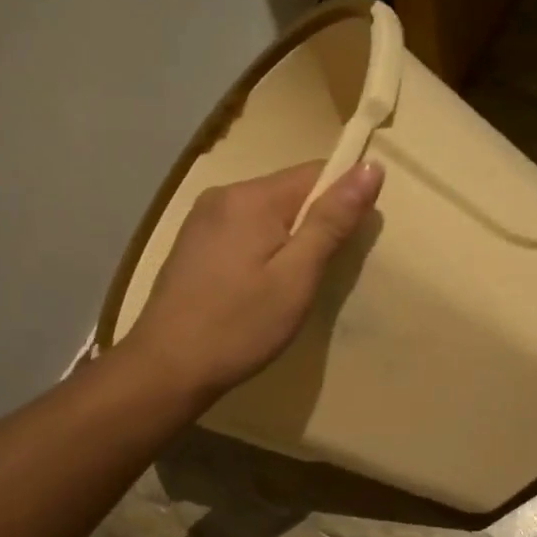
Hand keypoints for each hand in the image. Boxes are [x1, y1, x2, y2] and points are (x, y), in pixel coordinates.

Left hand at [123, 160, 383, 403]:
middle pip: (290, 192)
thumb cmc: (239, 326)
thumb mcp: (297, 276)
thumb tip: (371, 167)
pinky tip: (257, 287)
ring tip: (289, 286)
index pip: (317, 173)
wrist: (166, 369)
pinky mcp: (192, 243)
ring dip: (288, 240)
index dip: (343, 202)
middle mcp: (223, 195)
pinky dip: (262, 250)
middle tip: (318, 275)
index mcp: (252, 196)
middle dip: (314, 225)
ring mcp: (202, 219)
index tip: (349, 245)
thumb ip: (332, 221)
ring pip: (266, 214)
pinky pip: (243, 230)